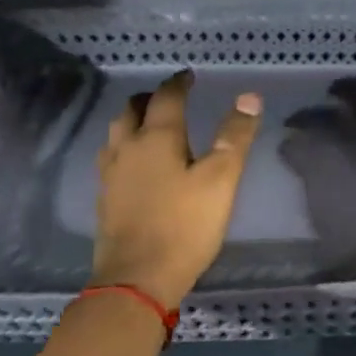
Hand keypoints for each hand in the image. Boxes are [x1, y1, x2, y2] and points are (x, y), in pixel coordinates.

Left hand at [93, 71, 261, 305]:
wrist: (137, 279)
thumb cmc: (185, 225)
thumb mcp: (221, 179)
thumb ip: (235, 137)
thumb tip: (249, 96)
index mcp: (157, 138)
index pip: (166, 98)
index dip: (178, 83)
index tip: (188, 76)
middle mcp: (127, 148)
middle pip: (131, 110)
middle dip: (150, 98)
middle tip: (168, 97)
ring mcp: (111, 175)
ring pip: (116, 133)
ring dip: (132, 120)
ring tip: (149, 124)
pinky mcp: (105, 199)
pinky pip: (111, 158)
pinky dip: (125, 147)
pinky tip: (135, 163)